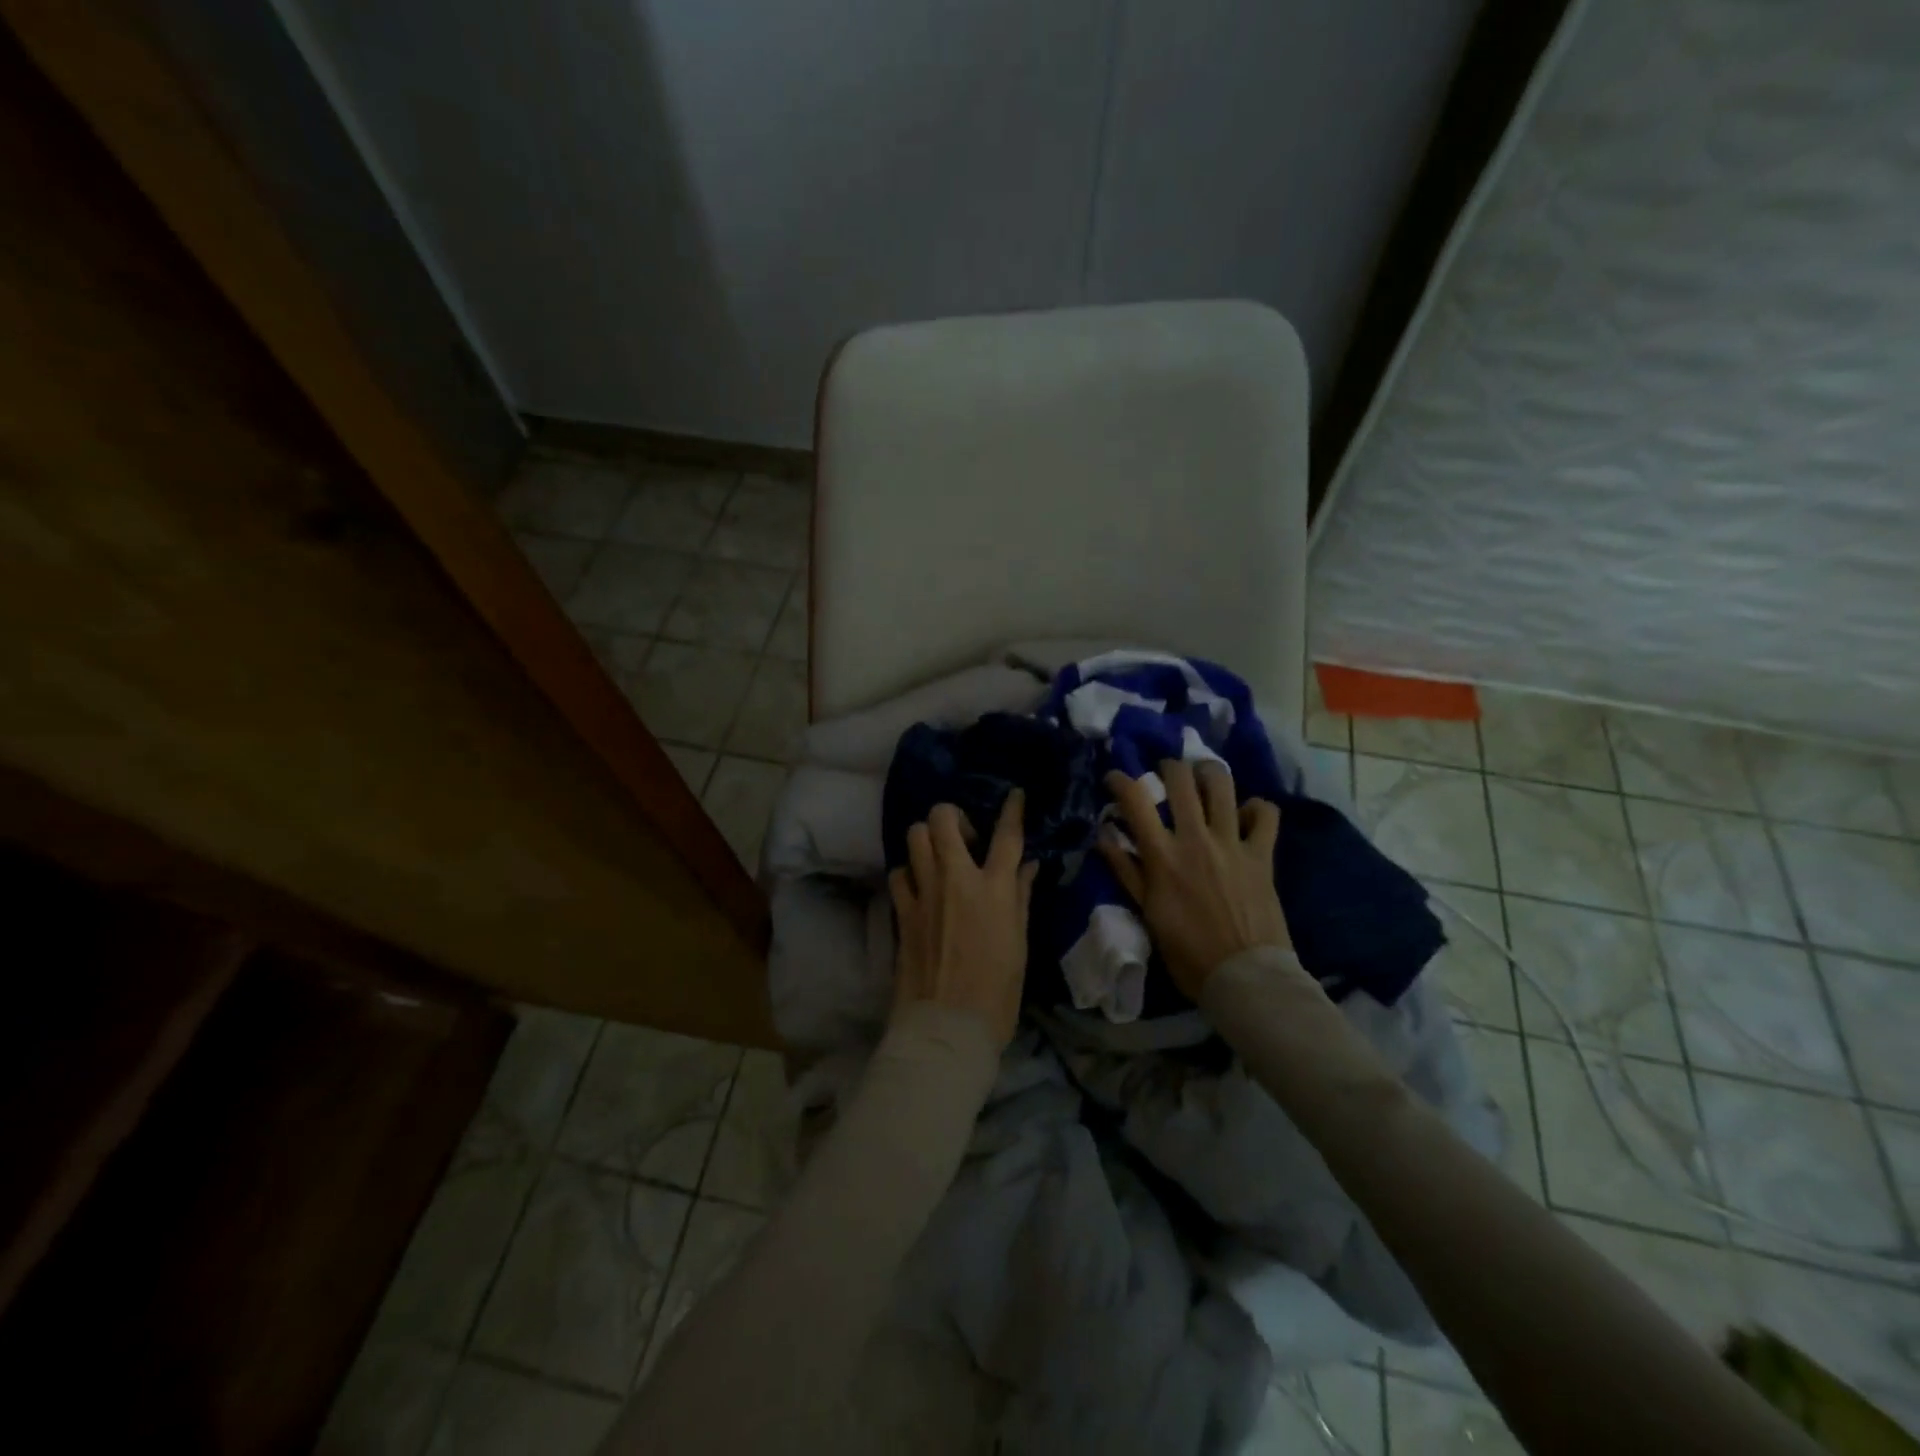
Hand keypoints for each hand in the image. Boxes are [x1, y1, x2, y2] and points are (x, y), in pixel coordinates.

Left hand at [888, 791, 1037, 1047]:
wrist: (947, 1027)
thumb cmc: (997, 992)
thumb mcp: (1019, 943)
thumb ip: (1019, 897)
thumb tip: (1025, 866)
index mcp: (993, 888)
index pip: (1006, 835)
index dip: (1011, 809)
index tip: (1013, 794)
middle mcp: (955, 879)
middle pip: (943, 819)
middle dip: (952, 815)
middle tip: (964, 837)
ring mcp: (923, 893)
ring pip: (914, 837)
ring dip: (927, 839)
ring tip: (938, 858)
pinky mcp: (901, 912)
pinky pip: (899, 874)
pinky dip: (909, 872)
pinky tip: (919, 886)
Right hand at [1097, 759, 1291, 999]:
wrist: (1245, 978)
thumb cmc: (1188, 953)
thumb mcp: (1147, 914)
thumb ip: (1127, 871)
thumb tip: (1104, 836)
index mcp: (1163, 856)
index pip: (1135, 799)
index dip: (1120, 779)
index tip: (1114, 778)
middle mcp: (1196, 839)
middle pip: (1180, 778)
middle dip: (1167, 766)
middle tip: (1164, 774)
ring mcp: (1233, 843)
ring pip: (1222, 784)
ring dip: (1208, 773)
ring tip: (1202, 778)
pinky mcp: (1263, 854)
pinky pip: (1266, 814)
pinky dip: (1256, 808)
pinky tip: (1245, 814)